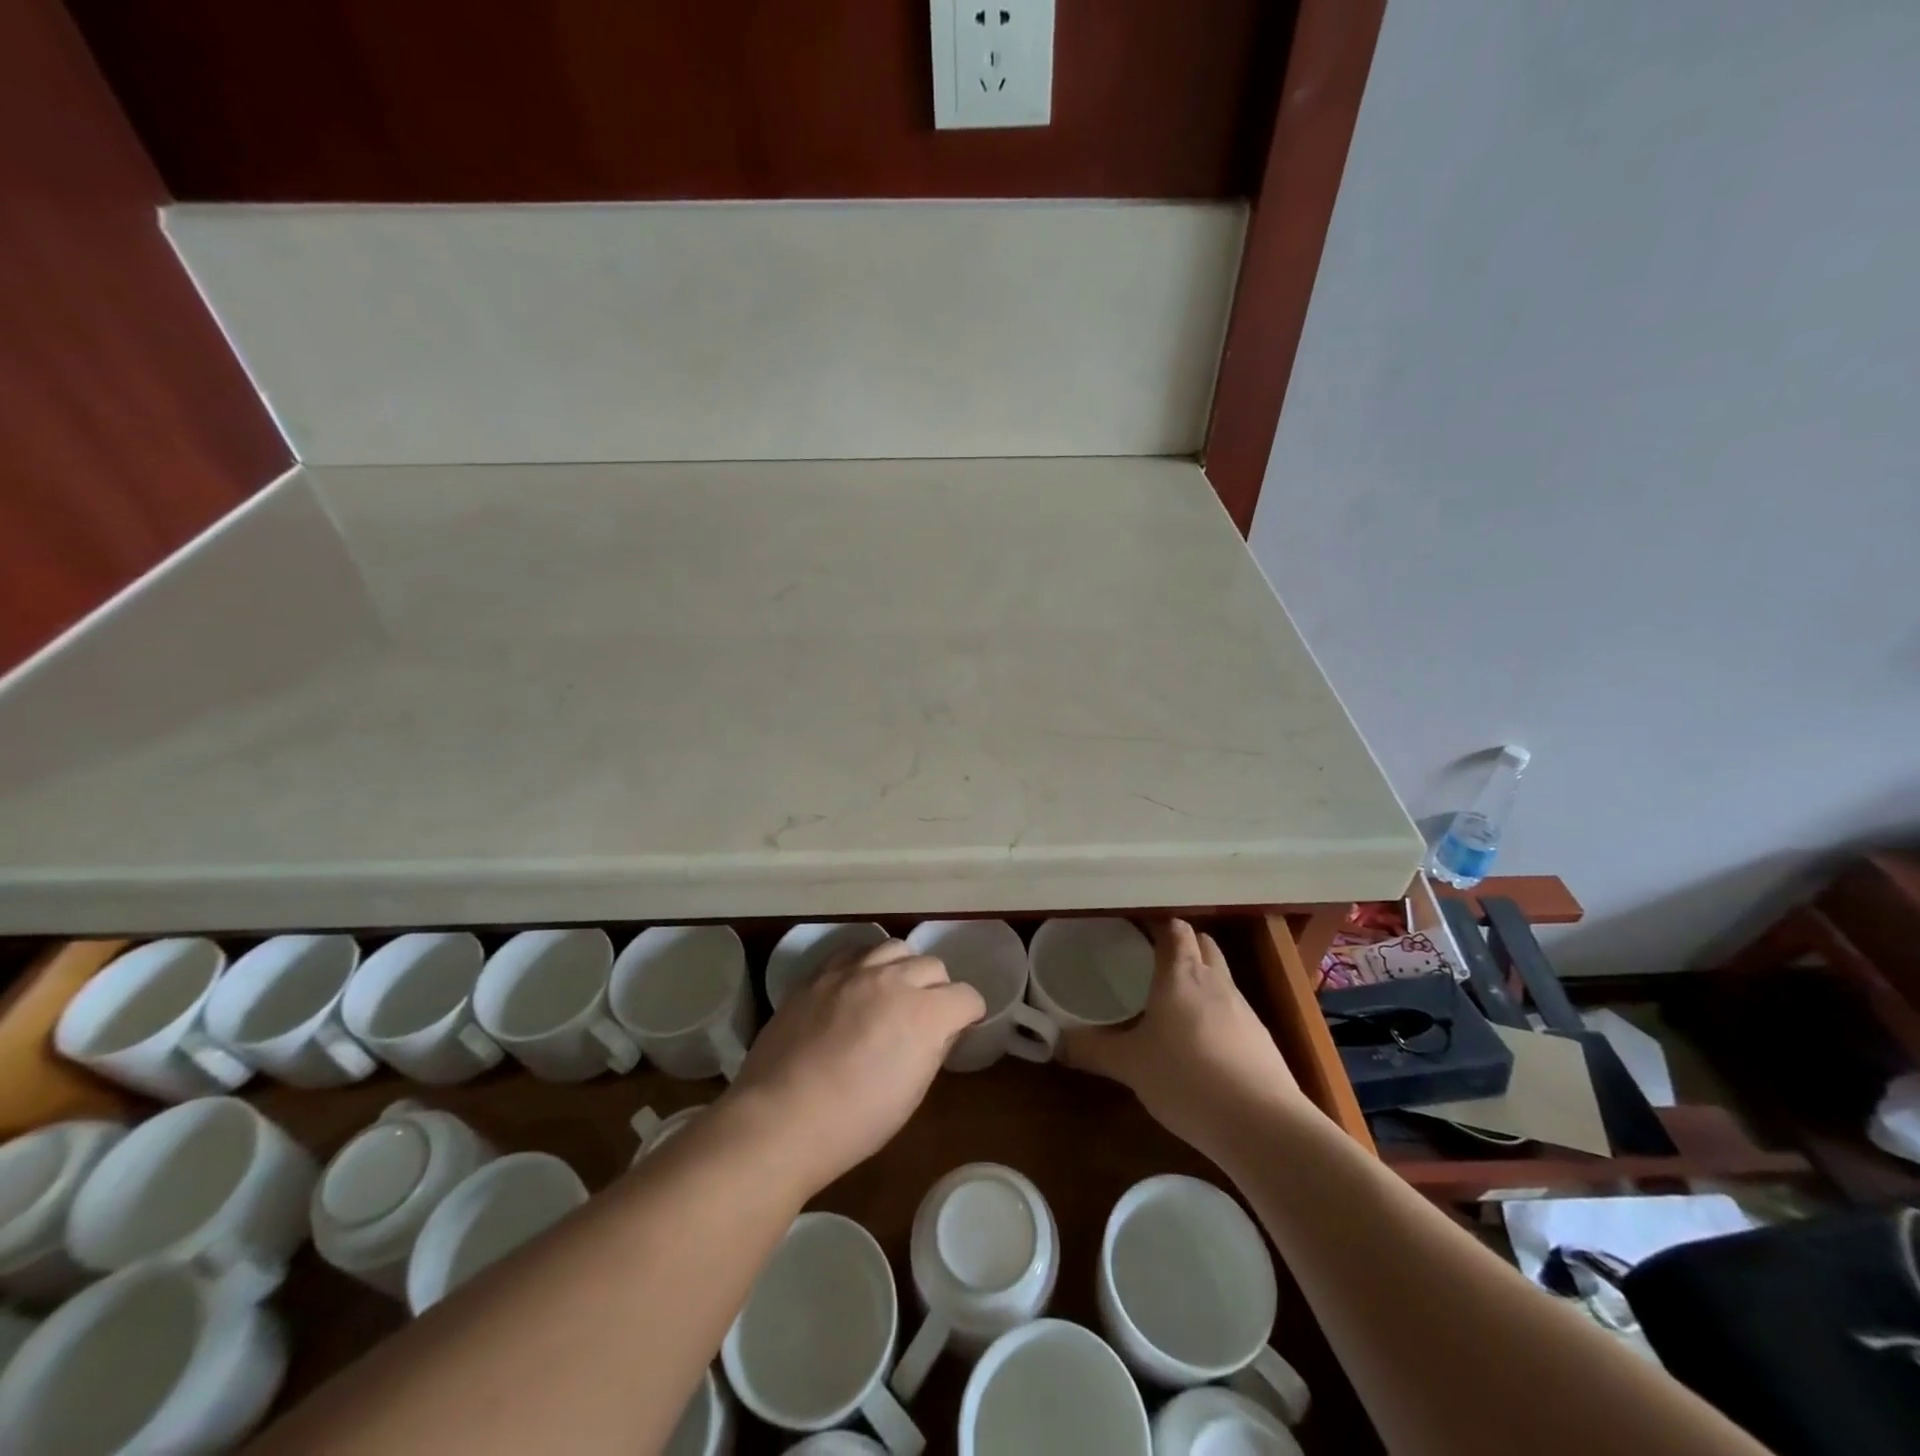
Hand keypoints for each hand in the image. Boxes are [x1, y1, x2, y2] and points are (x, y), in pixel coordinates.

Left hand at [723, 941, 984, 1196]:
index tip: (961, 1028)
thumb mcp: (911, 1093)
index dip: (969, 1014)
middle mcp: (894, 980)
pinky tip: (858, 985)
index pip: (967, 996)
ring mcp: (853, 971)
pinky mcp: (820, 974)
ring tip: (892, 992)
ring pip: (895, 948)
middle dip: (938, 989)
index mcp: (925, 1013)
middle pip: (933, 966)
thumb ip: (932, 1049)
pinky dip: (866, 964)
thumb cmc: (855, 1122)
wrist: (781, 1118)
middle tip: (925, 1016)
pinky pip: (854, 952)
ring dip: (903, 968)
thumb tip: (941, 1030)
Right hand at [1062, 919, 1308, 1160]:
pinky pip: (1234, 1011)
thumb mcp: (1130, 1065)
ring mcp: (1244, 1010)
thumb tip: (1055, 1042)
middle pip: (1202, 943)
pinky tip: (1200, 1044)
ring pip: (1221, 976)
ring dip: (1200, 978)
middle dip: (1181, 944)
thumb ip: (1092, 1050)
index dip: (1156, 923)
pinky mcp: (1261, 1040)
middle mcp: (1215, 982)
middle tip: (1151, 959)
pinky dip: (1215, 1013)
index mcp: (1181, 974)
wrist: (1262, 1125)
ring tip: (1172, 1001)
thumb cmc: (1187, 1078)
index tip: (1133, 928)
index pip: (1174, 928)